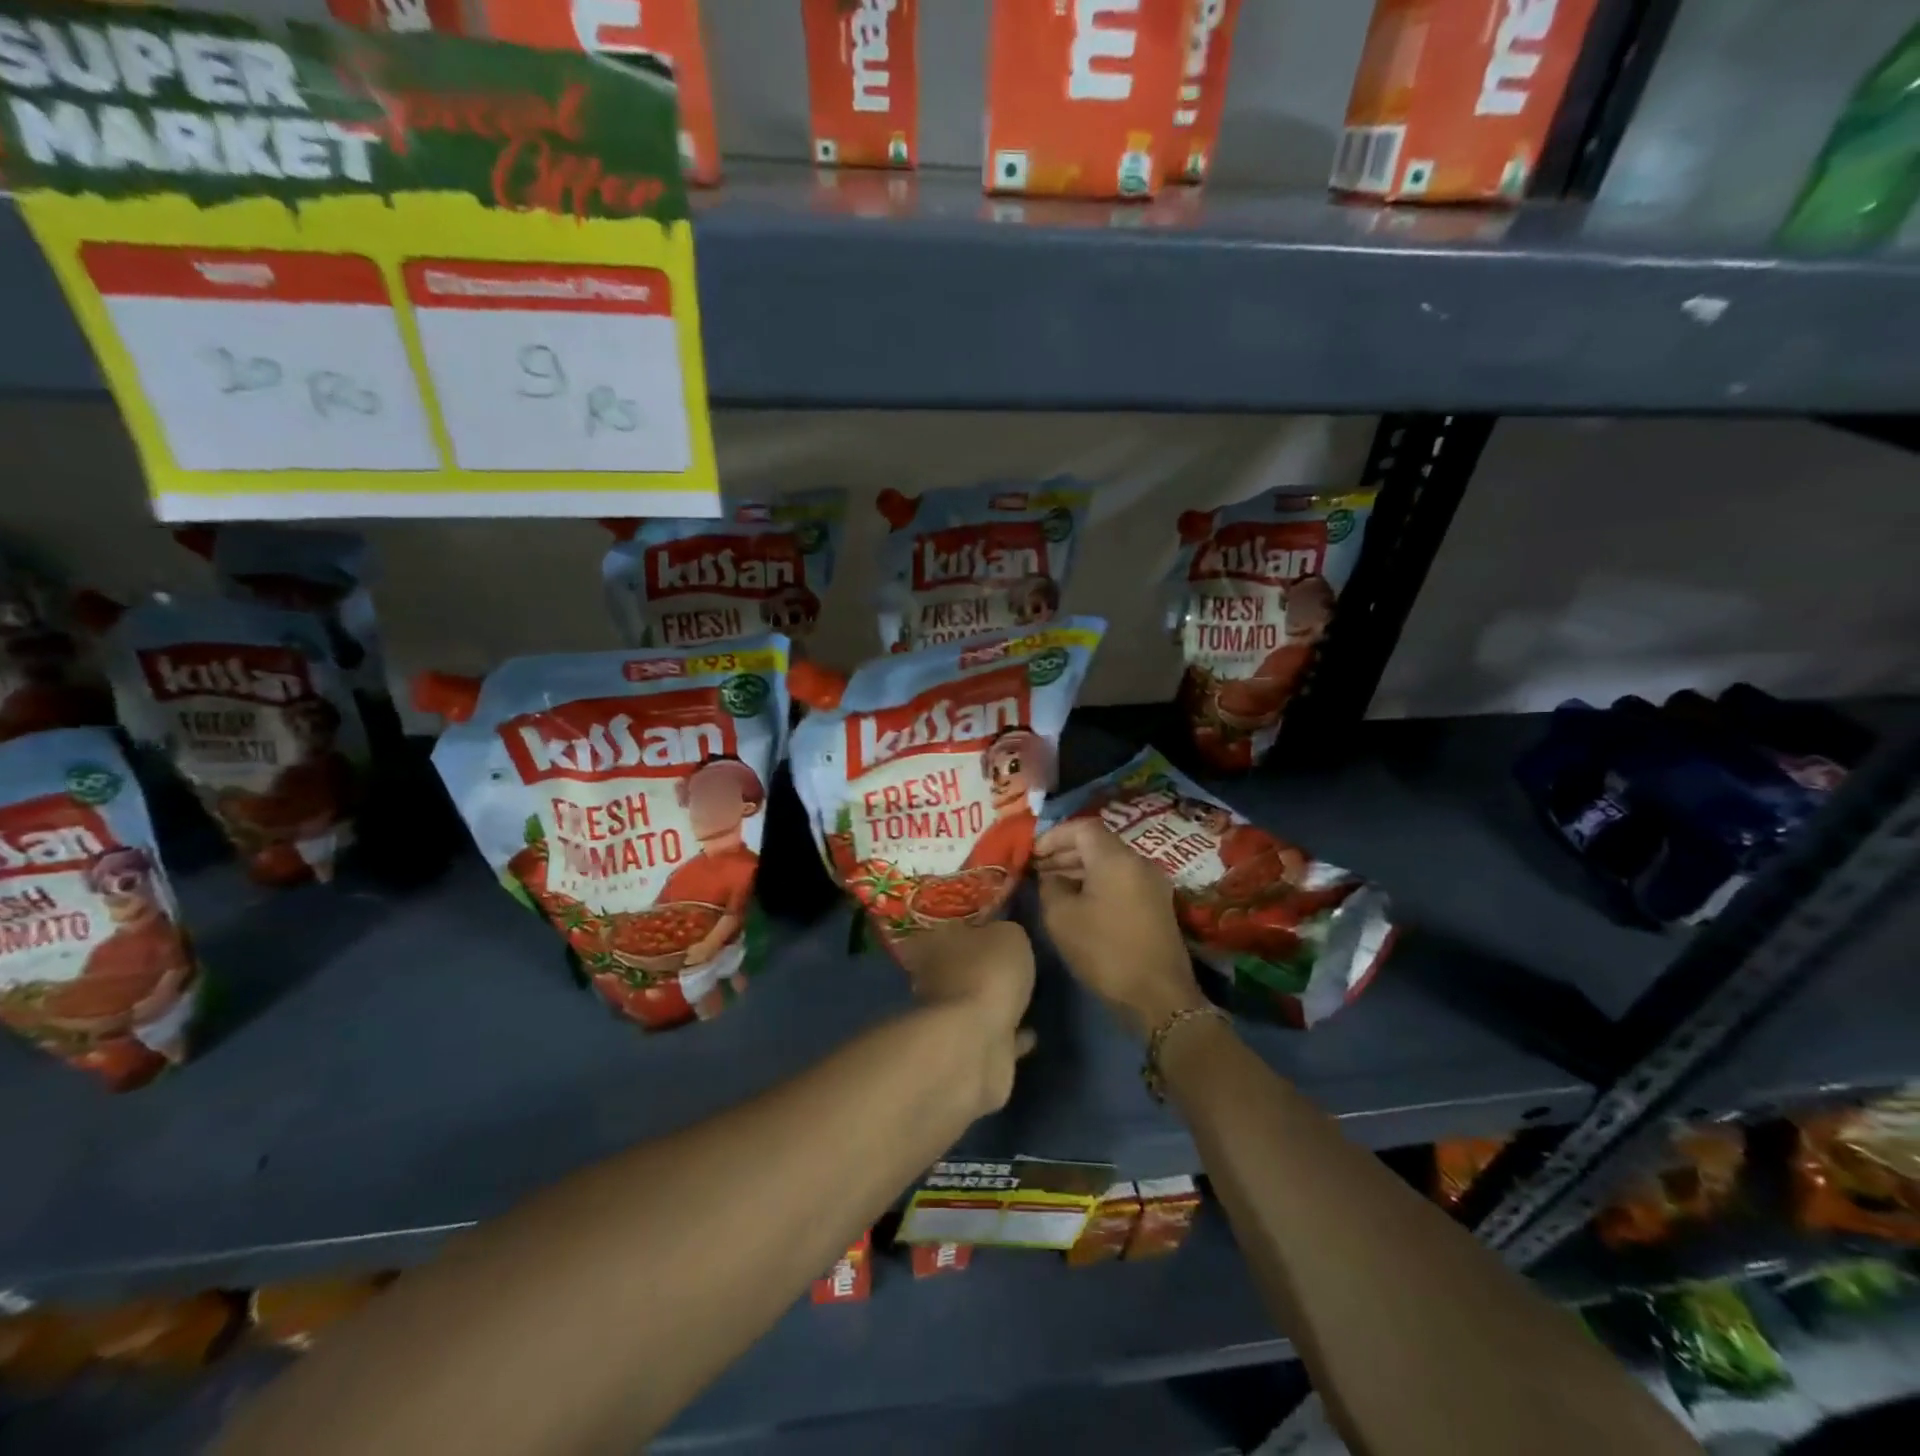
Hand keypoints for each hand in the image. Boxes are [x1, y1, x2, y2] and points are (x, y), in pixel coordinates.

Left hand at [893, 920, 1036, 1112]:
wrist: (975, 1044)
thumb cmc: (985, 975)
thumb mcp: (1008, 935)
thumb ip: (1006, 931)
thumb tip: (1002, 933)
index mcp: (935, 944)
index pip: (948, 930)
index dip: (970, 928)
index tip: (992, 927)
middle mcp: (933, 981)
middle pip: (960, 968)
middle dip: (980, 966)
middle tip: (1011, 962)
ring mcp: (949, 1019)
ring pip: (975, 1004)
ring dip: (995, 1003)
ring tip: (1025, 996)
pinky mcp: (969, 1052)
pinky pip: (995, 1037)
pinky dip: (1011, 1036)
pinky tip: (1031, 1032)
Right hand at [1034, 819, 1210, 1038]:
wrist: (1159, 996)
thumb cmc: (1105, 951)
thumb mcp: (1062, 918)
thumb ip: (1050, 887)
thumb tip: (1050, 876)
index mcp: (1116, 858)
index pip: (1083, 827)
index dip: (1054, 835)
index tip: (1032, 853)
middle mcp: (1139, 862)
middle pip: (1098, 844)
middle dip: (1064, 852)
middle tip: (1037, 870)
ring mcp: (1152, 884)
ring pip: (1110, 863)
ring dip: (1080, 869)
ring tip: (1051, 887)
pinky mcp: (1157, 905)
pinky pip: (1121, 880)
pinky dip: (1097, 883)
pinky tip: (1077, 903)